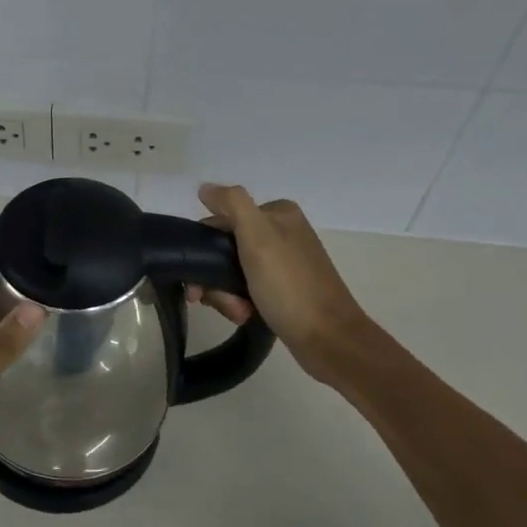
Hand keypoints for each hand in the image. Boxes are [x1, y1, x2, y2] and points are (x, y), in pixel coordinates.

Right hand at [185, 183, 373, 382]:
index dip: (204, 250)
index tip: (199, 281)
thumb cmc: (289, 286)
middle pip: (224, 248)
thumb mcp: (258, 237)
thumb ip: (231, 204)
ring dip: (225, 294)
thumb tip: (204, 188)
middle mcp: (281, 232)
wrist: (327, 338)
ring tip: (237, 312)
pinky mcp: (284, 288)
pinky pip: (247, 288)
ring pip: (232, 271)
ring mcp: (283, 261)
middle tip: (214, 302)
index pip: (221, 221)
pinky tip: (245, 315)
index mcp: (277, 213)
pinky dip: (240, 302)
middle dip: (215, 278)